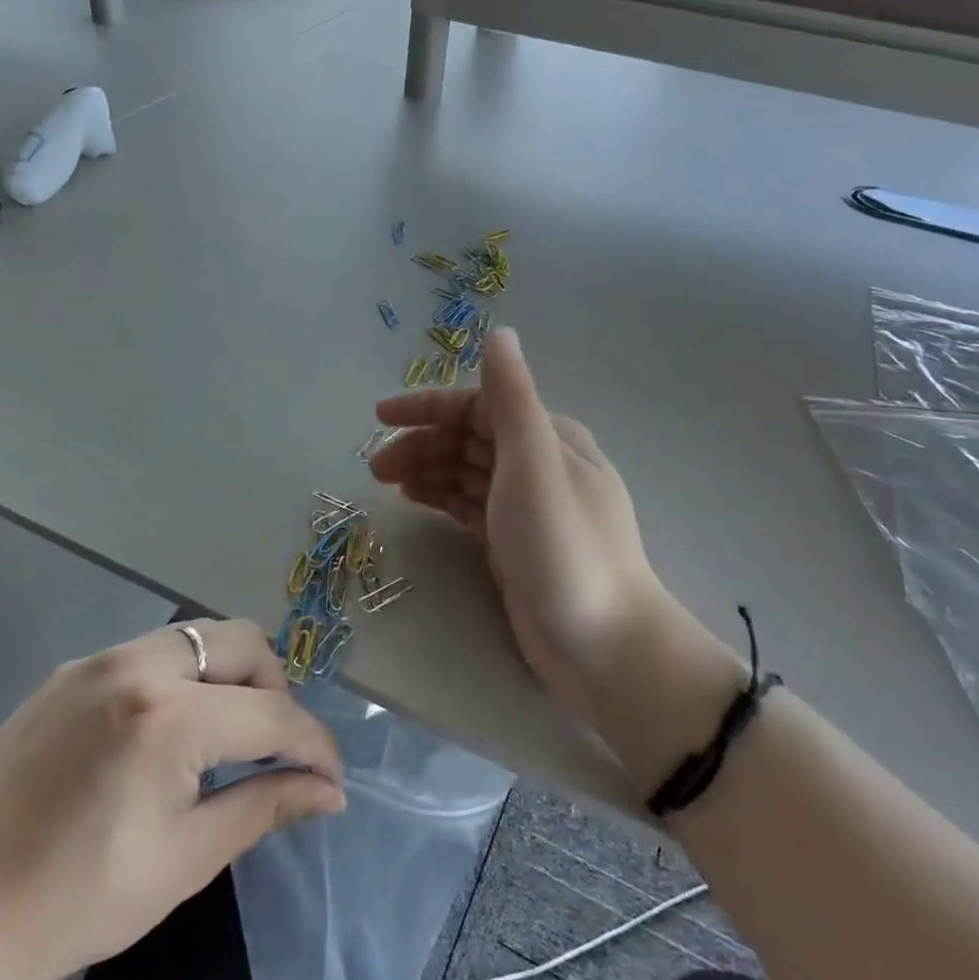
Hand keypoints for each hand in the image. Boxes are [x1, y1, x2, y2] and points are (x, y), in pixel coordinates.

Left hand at [0, 620, 343, 979]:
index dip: (313, 745)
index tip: (331, 776)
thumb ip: (265, 807)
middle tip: (271, 749)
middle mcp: (138, 666)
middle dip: (274, 689)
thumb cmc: (71, 903)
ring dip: (229, 676)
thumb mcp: (183, 861)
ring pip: (197, 637)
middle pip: (242, 641)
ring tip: (223, 737)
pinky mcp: (69, 671)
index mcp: (169, 719)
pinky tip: (166, 733)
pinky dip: (183, 678)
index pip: (272, 715)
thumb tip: (329, 791)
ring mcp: (98, 660)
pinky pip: (152, 652)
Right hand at [370, 329, 677, 720]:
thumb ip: (512, 398)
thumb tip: (500, 333)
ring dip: (428, 469)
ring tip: (387, 485)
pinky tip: (417, 502)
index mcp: (548, 437)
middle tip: (376, 468)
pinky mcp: (515, 543)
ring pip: (467, 472)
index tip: (380, 418)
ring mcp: (527, 506)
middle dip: (422, 443)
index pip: (480, 405)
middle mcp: (539, 463)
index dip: (429, 407)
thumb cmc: (564, 547)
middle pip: (470, 439)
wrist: (602, 645)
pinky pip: (470, 506)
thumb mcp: (535, 464)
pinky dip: (443, 497)